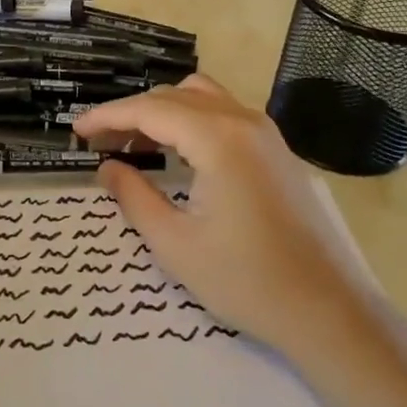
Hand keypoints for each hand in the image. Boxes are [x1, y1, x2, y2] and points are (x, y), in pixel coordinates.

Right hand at [74, 76, 367, 355]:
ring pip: (201, 97)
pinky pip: (223, 113)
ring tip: (134, 143)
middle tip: (100, 143)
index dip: (108, 117)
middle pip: (174, 97)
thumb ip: (134, 197)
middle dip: (132, 114)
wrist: (328, 310)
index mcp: (218, 138)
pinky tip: (176, 152)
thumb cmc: (246, 280)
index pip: (150, 110)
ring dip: (162, 111)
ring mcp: (265, 132)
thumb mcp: (175, 243)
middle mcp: (243, 120)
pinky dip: (190, 120)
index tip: (77, 131)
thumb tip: (106, 167)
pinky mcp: (276, 149)